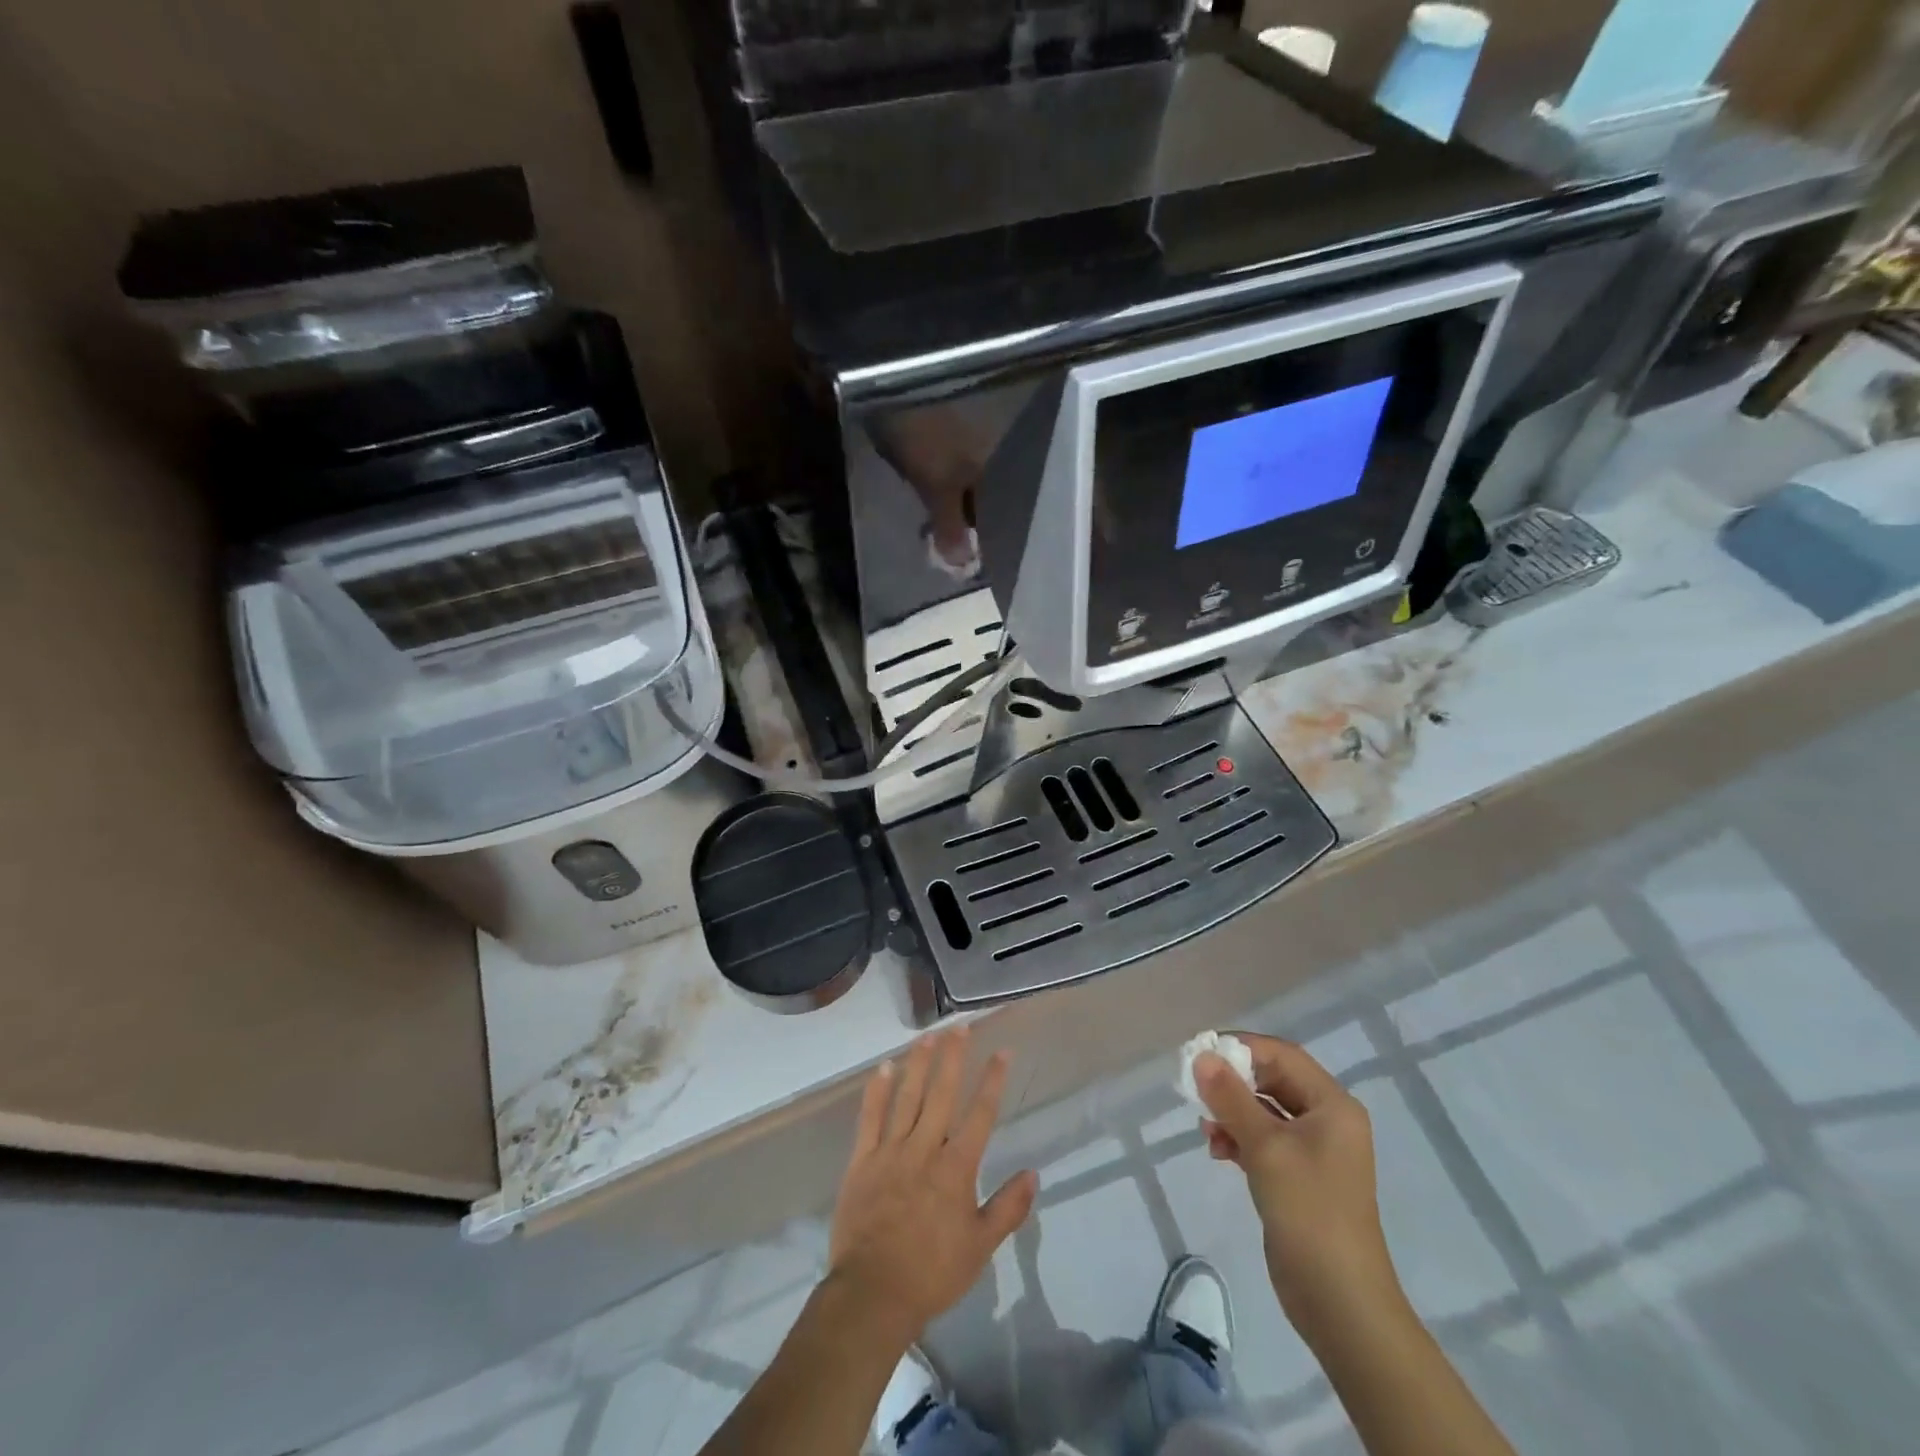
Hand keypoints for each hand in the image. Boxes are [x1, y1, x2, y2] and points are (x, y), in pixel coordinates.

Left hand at [828, 1030, 1037, 1346]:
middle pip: (942, 1093)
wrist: (873, 1294)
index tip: (1002, 1051)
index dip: (992, 1080)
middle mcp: (925, 1148)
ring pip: (907, 1097)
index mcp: (956, 1167)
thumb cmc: (932, 1272)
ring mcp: (890, 1151)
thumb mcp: (980, 1247)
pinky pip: (870, 1118)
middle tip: (960, 1026)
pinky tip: (884, 1067)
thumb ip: (1008, 1207)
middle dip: (953, 1057)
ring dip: (919, 1064)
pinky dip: (877, 1091)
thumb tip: (1033, 1173)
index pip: (980, 1114)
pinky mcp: (862, 1160)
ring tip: (928, 1036)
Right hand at [1195, 1034, 1404, 1336]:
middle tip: (1195, 1088)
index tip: (1201, 1053)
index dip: (1241, 1048)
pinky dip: (1239, 1139)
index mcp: (1332, 1105)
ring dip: (1232, 1113)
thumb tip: (1202, 1057)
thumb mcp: (1266, 1147)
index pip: (1282, 1055)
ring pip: (1264, 1112)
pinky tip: (1217, 1151)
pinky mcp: (1299, 1178)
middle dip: (1233, 1083)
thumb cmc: (1309, 1211)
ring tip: (1206, 1128)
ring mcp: (1314, 1151)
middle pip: (1273, 1081)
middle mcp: (1327, 1120)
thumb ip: (1231, 1098)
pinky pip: (1264, 1141)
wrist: (1340, 1301)